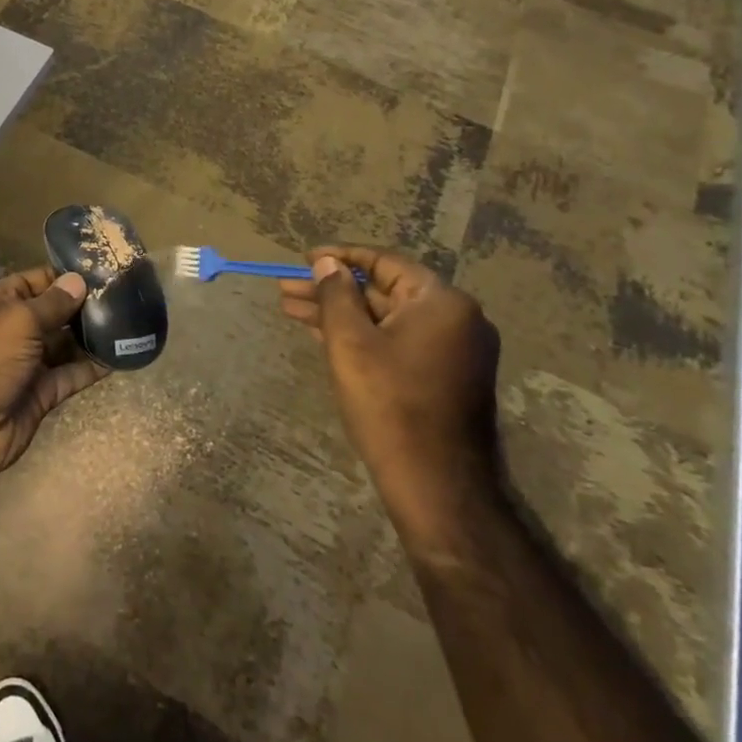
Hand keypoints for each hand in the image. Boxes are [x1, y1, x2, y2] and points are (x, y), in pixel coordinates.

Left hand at [0, 267, 105, 486]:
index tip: (104, 272)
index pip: (36, 281)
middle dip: (84, 306)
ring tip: (130, 323)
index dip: (65, 277)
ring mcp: (27, 364)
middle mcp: (12, 330)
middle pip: (54, 312)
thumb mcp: (18, 320)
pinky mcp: (41, 394)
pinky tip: (121, 356)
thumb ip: (52, 303)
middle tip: (127, 297)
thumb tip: (78, 281)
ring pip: (65, 344)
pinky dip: (93, 367)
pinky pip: (71, 375)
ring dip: (92, 336)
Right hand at [279, 247, 501, 536]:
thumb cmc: (389, 404)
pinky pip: (397, 341)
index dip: (339, 257)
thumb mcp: (350, 342)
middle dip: (331, 290)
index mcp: (441, 302)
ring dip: (340, 314)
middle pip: (383, 291)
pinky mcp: (445, 376)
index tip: (303, 259)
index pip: (384, 262)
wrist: (436, 484)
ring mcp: (453, 350)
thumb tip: (328, 262)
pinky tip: (323, 335)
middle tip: (286, 289)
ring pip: (386, 319)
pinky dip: (361, 336)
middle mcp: (456, 319)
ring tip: (291, 310)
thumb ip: (336, 294)